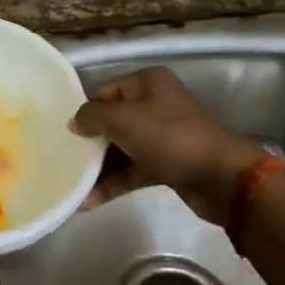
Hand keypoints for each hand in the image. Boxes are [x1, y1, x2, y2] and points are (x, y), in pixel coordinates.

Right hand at [70, 67, 264, 225]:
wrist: (221, 177)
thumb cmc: (169, 137)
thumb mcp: (123, 119)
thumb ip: (92, 116)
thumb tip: (75, 122)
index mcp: (147, 82)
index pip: (105, 91)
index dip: (85, 111)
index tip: (63, 133)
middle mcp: (155, 104)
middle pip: (112, 121)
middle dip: (90, 142)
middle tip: (64, 159)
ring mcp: (162, 135)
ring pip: (121, 148)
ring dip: (99, 167)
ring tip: (73, 186)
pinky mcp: (167, 164)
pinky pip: (133, 170)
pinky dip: (114, 183)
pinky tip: (91, 201)